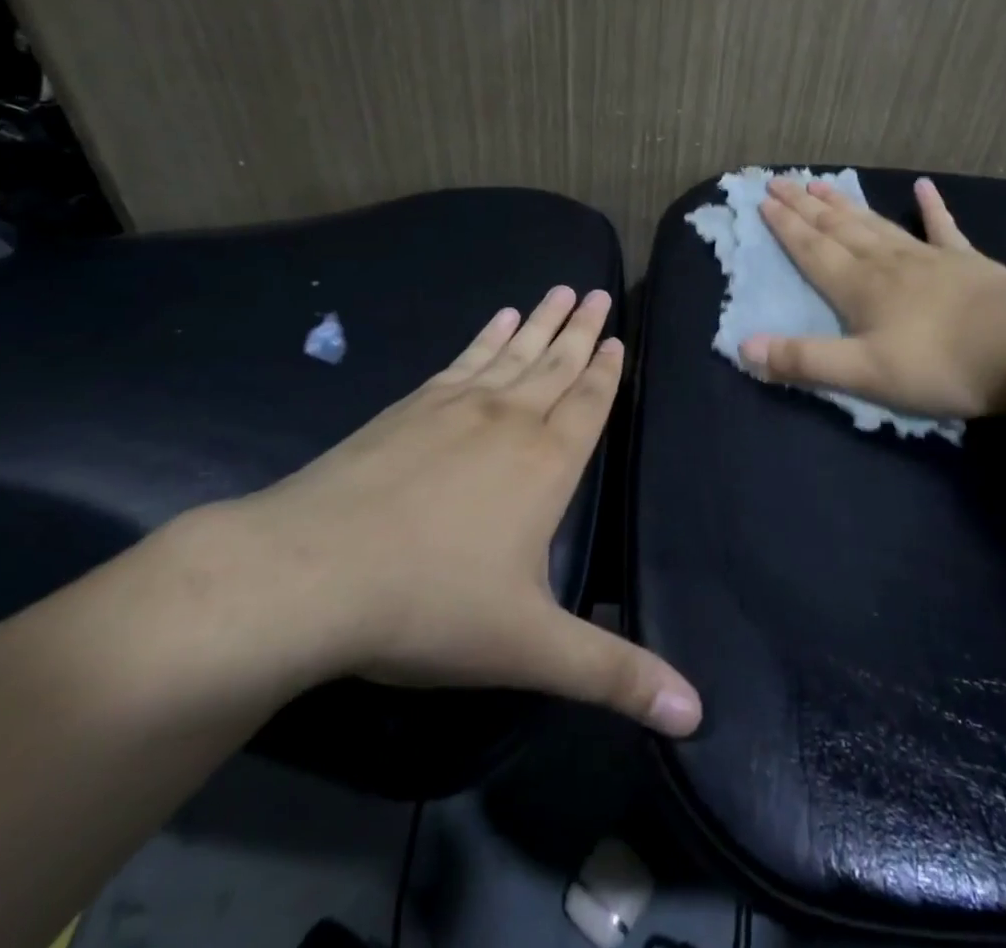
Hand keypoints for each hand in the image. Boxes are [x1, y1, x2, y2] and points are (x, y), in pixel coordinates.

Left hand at [189, 286, 701, 735]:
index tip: (618, 336)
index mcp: (546, 464)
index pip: (589, 404)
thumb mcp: (531, 649)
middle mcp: (510, 420)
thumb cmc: (429, 605)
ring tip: (560, 290)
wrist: (308, 572)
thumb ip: (614, 675)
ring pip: (514, 353)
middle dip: (581, 331)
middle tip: (598, 293)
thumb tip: (697, 715)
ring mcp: (456, 406)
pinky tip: (496, 319)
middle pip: (556, 365)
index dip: (607, 370)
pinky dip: (485, 336)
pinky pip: (463, 358)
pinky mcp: (410, 406)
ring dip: (540, 322)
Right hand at [740, 176, 1005, 417]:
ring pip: (876, 224)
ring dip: (846, 204)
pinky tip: (924, 187)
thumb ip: (804, 360)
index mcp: (859, 287)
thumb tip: (744, 348)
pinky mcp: (967, 263)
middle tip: (781, 180)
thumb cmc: (941, 364)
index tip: (763, 199)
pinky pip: (942, 228)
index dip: (785, 226)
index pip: (812, 250)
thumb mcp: (864, 373)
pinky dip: (931, 208)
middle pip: (838, 228)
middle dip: (805, 206)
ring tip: (822, 184)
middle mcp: (886, 263)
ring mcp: (928, 258)